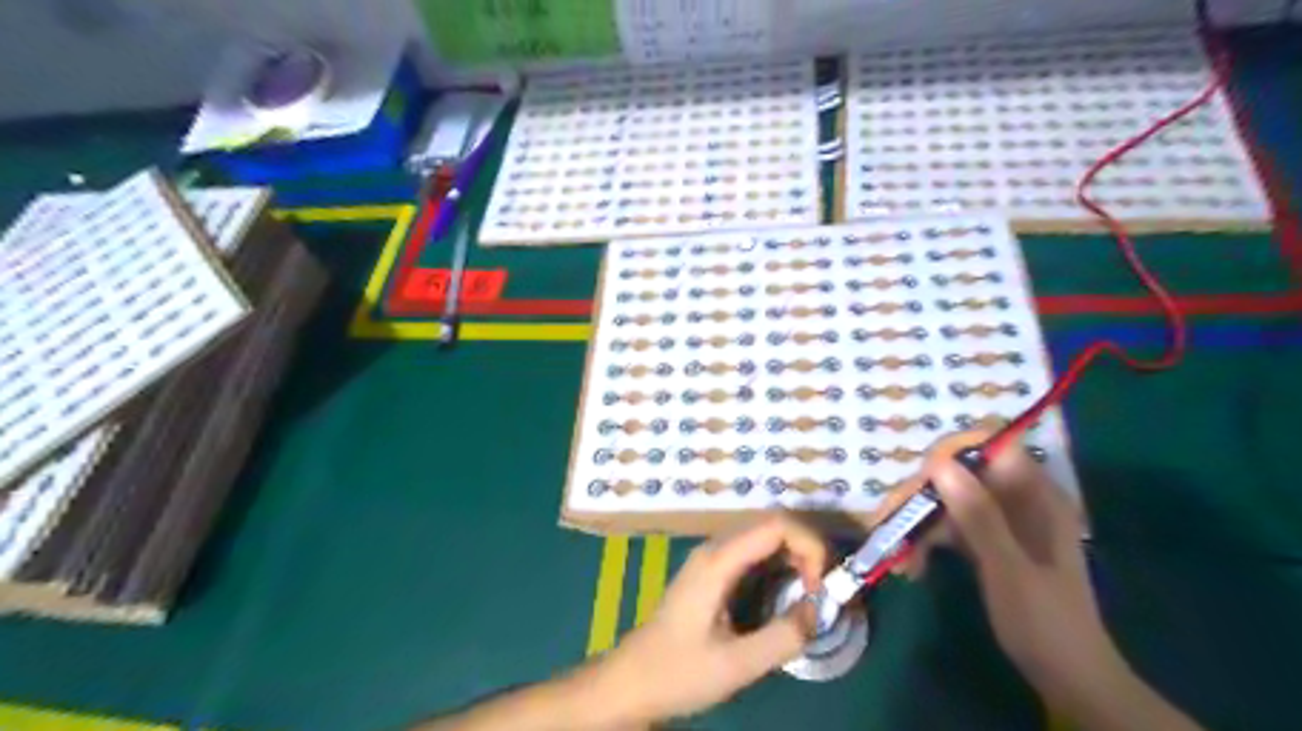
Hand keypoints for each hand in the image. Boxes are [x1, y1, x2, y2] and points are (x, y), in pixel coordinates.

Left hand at [594, 517, 826, 722]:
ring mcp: (712, 557)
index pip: (777, 524)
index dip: (810, 545)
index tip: (822, 587)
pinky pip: (755, 552)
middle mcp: (716, 548)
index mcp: (718, 560)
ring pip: (765, 536)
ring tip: (812, 594)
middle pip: (773, 524)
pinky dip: (781, 565)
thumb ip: (782, 637)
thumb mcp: (736, 665)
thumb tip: (820, 611)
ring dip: (796, 556)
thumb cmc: (678, 672)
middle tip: (824, 591)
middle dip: (808, 549)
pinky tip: (788, 594)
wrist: (632, 680)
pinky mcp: (713, 570)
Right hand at [902, 427, 1111, 701]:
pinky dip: (929, 542)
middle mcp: (1018, 500)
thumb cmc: (1046, 623)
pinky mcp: (988, 543)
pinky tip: (912, 566)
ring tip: (898, 556)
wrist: (1068, 680)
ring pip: (950, 501)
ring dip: (919, 523)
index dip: (954, 452)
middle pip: (961, 474)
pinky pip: (950, 527)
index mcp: (1037, 497)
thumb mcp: (1008, 568)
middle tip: (891, 521)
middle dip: (924, 495)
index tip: (922, 478)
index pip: (993, 447)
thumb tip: (939, 463)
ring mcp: (1001, 522)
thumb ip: (978, 515)